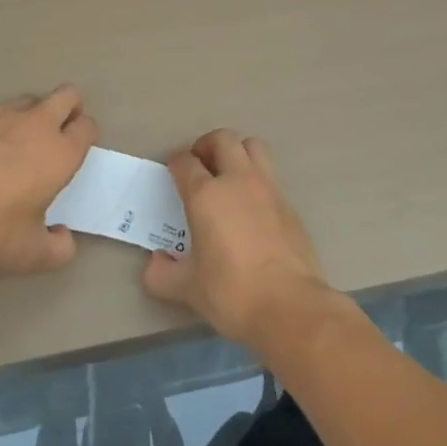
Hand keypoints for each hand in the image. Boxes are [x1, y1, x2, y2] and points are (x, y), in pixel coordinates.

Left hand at [0, 86, 97, 272]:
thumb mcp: (32, 254)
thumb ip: (59, 248)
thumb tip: (64, 238)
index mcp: (60, 153)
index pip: (87, 127)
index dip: (86, 133)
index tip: (77, 147)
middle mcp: (37, 124)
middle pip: (67, 95)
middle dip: (69, 107)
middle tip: (57, 130)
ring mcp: (1, 114)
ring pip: (28, 100)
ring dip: (30, 115)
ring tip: (14, 141)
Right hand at [142, 129, 333, 350]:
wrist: (290, 306)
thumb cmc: (231, 293)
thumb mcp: (187, 289)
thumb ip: (162, 273)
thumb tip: (156, 262)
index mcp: (206, 195)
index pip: (185, 161)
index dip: (175, 163)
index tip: (172, 174)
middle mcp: (238, 180)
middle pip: (223, 139)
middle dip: (207, 145)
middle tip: (200, 166)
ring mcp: (268, 188)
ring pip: (253, 147)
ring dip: (237, 152)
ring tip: (228, 176)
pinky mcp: (289, 204)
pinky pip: (270, 176)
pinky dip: (257, 180)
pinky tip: (251, 208)